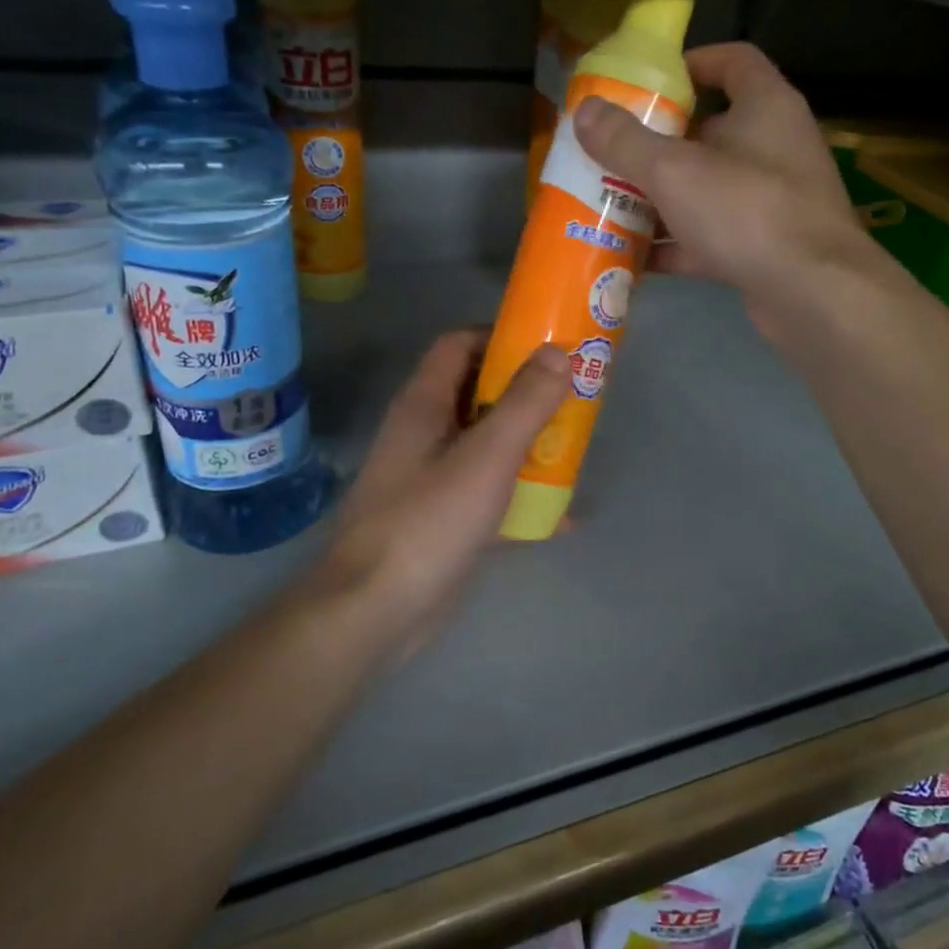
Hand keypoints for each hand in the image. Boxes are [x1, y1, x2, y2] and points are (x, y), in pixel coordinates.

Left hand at [325, 330, 569, 656]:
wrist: (374, 612)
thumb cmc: (428, 522)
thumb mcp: (486, 457)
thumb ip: (525, 403)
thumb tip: (558, 352)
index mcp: (424, 405)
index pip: (458, 344)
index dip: (501, 336)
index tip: (549, 346)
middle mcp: (424, 432)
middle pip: (477, 392)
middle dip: (525, 391)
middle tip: (574, 395)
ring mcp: (430, 476)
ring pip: (485, 442)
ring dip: (526, 441)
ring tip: (573, 447)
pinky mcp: (442, 517)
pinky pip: (487, 489)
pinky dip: (519, 492)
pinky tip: (559, 513)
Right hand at [572, 42, 869, 328]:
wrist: (813, 294)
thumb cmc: (747, 212)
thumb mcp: (674, 171)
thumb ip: (626, 140)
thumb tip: (584, 109)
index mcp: (765, 107)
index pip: (733, 61)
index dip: (691, 63)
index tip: (647, 83)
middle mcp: (774, 147)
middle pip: (711, 130)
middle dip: (659, 142)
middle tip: (612, 151)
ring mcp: (773, 200)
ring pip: (708, 188)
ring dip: (663, 197)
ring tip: (611, 203)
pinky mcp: (765, 246)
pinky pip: (712, 235)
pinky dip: (677, 243)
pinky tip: (635, 257)